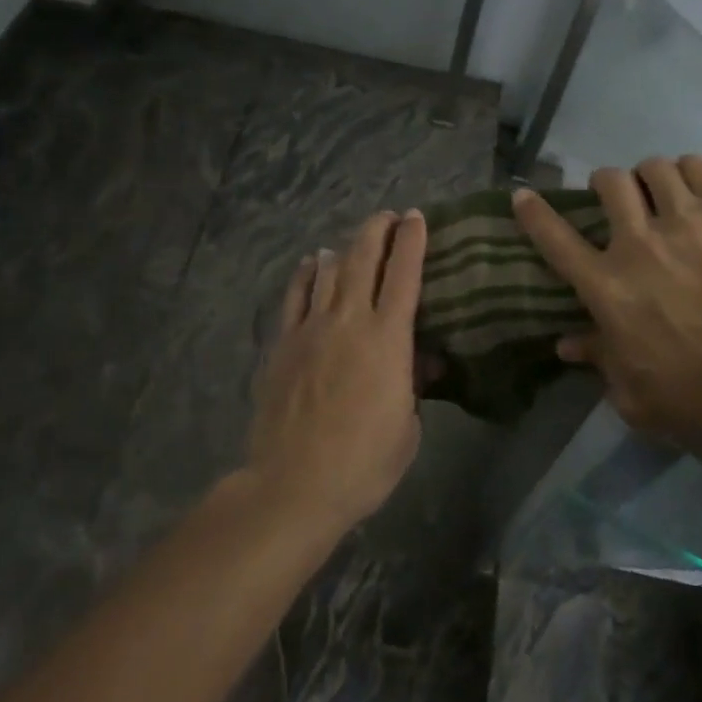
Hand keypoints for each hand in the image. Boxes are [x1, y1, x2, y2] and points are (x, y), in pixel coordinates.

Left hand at [246, 209, 427, 533]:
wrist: (294, 484)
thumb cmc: (363, 463)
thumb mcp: (408, 428)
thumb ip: (413, 385)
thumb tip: (418, 361)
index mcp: (387, 338)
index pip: (403, 274)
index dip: (411, 240)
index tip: (416, 217)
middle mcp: (349, 320)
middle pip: (363, 259)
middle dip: (377, 230)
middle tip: (387, 216)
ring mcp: (311, 328)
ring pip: (328, 271)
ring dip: (344, 249)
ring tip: (352, 240)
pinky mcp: (283, 343)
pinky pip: (295, 296)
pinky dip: (304, 274)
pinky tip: (309, 263)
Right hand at [511, 155, 701, 450]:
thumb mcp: (643, 399)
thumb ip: (601, 365)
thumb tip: (566, 344)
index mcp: (610, 288)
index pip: (556, 240)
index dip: (533, 214)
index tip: (523, 196)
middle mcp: (639, 243)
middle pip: (608, 184)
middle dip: (606, 184)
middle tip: (621, 198)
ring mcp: (688, 218)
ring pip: (653, 168)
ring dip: (651, 177)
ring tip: (666, 191)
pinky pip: (698, 165)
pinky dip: (691, 171)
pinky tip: (700, 188)